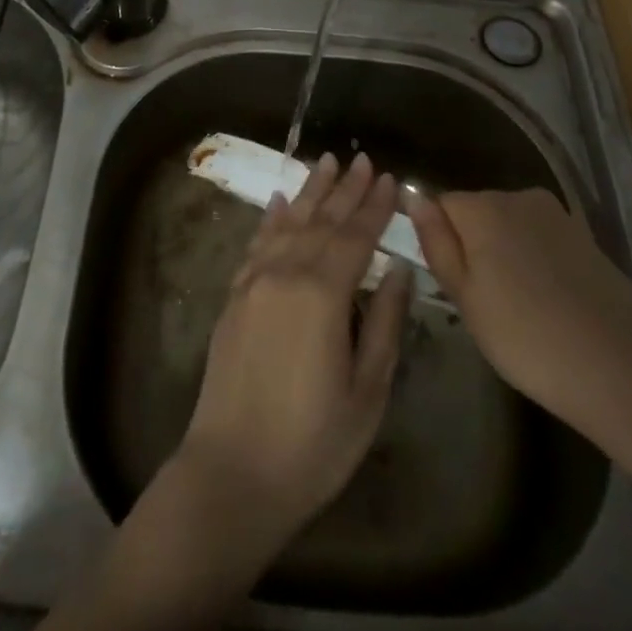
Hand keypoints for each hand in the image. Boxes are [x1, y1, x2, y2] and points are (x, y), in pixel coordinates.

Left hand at [173, 152, 413, 555]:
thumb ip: (383, 323)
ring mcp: (253, 282)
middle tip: (362, 158)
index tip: (389, 178)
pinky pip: (255, 244)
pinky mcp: (234, 297)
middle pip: (320, 221)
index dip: (374, 207)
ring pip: (287, 223)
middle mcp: (284, 274)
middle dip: (344, 189)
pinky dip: (270, 219)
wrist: (232, 472)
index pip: (355, 237)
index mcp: (322, 294)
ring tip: (325, 162)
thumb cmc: (313, 442)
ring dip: (308, 192)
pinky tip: (278, 201)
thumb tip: (399, 272)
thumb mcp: (367, 391)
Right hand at [403, 187, 631, 428]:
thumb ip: (436, 243)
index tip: (450, 282)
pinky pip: (542, 241)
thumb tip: (413, 198)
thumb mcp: (464, 297)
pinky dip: (537, 264)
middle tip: (481, 302)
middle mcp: (518, 197)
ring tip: (517, 308)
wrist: (622, 370)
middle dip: (472, 245)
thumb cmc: (526, 337)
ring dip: (505, 255)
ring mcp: (557, 217)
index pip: (440, 205)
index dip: (439, 241)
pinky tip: (549, 305)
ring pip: (511, 227)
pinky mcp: (586, 239)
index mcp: (482, 207)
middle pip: (477, 212)